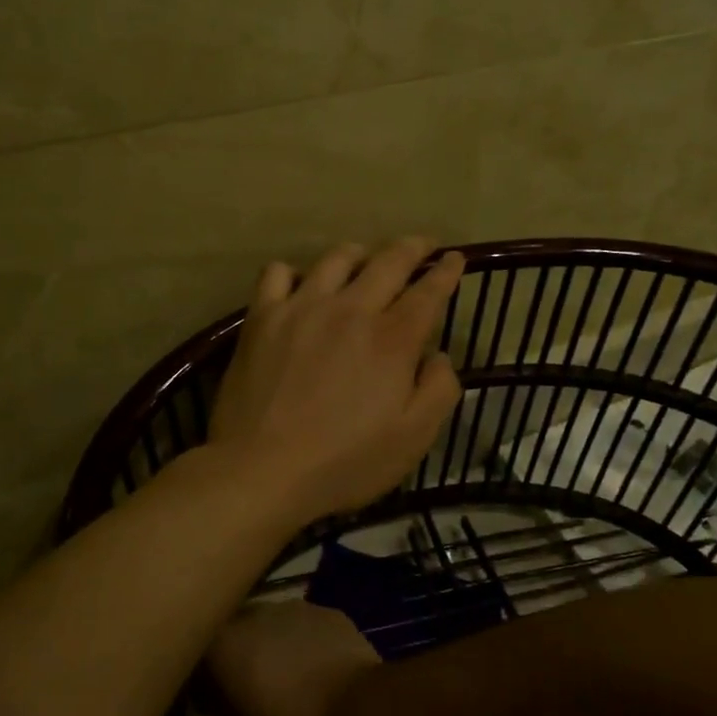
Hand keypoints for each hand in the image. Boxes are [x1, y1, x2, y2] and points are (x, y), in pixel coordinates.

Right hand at [205, 600, 381, 715]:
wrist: (360, 711)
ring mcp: (293, 606)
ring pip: (271, 625)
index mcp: (222, 644)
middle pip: (235, 632)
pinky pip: (304, 626)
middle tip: (248, 691)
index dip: (201, 678)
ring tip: (286, 680)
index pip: (197, 652)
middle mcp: (253, 613)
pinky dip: (303, 643)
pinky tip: (317, 670)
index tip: (208, 703)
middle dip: (237, 656)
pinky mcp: (327, 611)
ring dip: (271, 646)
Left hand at [207, 237, 464, 525]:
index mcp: (392, 339)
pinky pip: (277, 273)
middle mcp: (350, 310)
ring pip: (336, 258)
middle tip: (422, 246)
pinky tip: (300, 286)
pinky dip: (294, 272)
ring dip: (359, 253)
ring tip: (364, 259)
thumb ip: (439, 391)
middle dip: (412, 248)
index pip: (428, 291)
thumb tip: (439, 356)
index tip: (455, 258)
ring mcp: (302, 307)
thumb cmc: (344, 462)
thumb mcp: (413, 440)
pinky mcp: (262, 317)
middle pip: (389, 261)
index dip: (446, 271)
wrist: (261, 469)